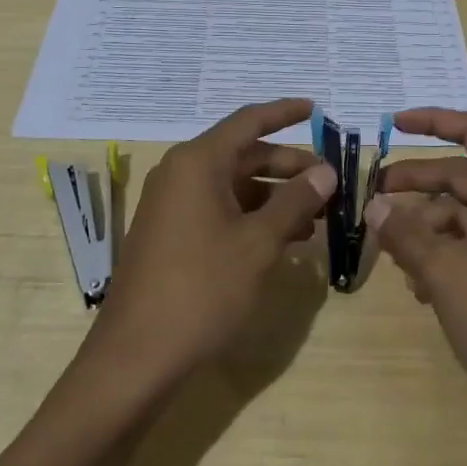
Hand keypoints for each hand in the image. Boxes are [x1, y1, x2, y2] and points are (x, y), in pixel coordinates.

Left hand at [93, 99, 335, 385]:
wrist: (136, 356)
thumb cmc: (202, 289)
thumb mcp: (258, 243)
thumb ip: (295, 202)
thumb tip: (325, 172)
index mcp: (198, 163)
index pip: (248, 121)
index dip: (284, 113)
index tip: (316, 108)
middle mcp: (181, 174)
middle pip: (243, 155)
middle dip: (288, 166)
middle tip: (330, 182)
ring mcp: (172, 206)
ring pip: (234, 186)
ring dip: (275, 197)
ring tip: (317, 218)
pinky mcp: (171, 235)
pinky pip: (219, 210)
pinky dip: (253, 218)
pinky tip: (284, 240)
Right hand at [368, 109, 466, 465]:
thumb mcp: (445, 273)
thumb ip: (405, 232)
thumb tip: (374, 205)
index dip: (432, 121)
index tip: (389, 124)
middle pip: (463, 175)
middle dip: (416, 185)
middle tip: (370, 195)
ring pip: (464, 215)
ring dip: (426, 228)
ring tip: (391, 256)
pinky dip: (444, 255)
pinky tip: (418, 287)